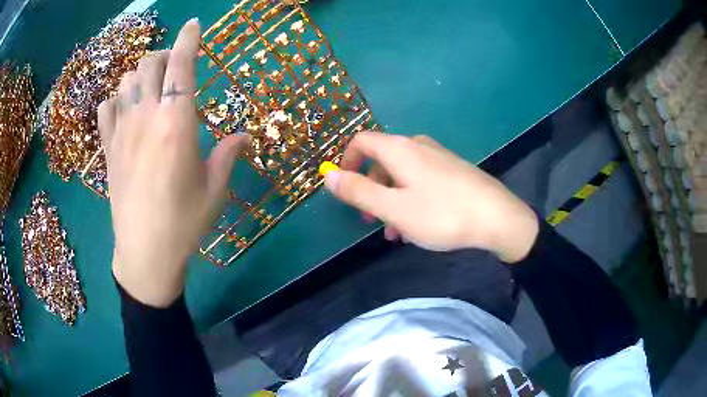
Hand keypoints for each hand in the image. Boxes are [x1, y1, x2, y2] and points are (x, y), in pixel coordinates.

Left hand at [97, 19, 248, 306]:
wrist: (145, 253)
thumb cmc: (184, 222)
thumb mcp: (215, 188)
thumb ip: (229, 153)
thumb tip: (247, 135)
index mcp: (176, 123)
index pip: (181, 65)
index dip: (189, 39)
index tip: (195, 24)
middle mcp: (146, 118)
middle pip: (149, 63)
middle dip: (164, 55)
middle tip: (174, 67)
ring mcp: (122, 132)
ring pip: (126, 80)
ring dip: (140, 73)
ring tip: (151, 86)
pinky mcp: (107, 149)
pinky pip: (106, 107)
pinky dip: (116, 98)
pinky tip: (125, 109)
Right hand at [324, 132, 538, 262]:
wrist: (497, 218)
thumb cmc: (442, 214)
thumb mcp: (393, 208)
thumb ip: (358, 191)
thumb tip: (328, 176)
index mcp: (400, 149)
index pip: (361, 141)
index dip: (346, 161)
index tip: (344, 188)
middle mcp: (418, 146)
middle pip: (381, 160)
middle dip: (370, 189)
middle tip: (370, 219)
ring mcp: (438, 157)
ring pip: (402, 174)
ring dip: (391, 199)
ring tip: (395, 232)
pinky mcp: (453, 170)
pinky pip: (421, 180)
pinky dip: (410, 198)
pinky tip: (418, 225)